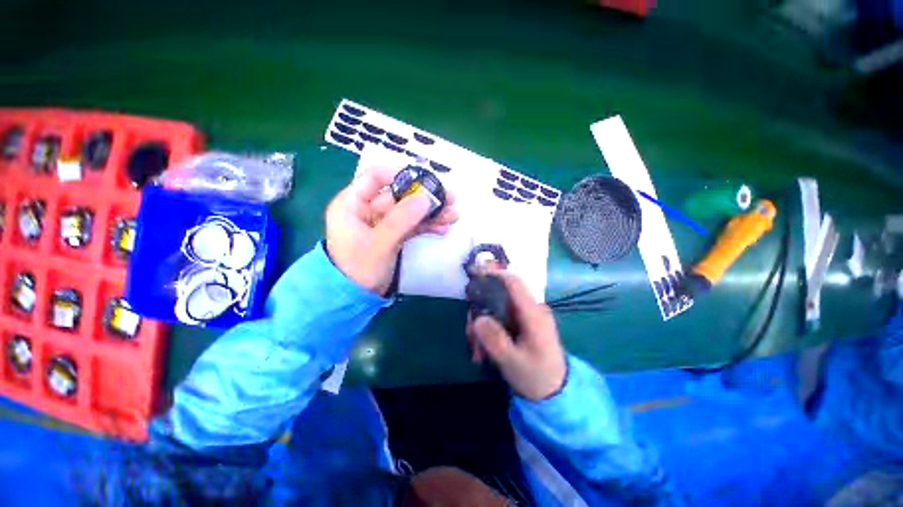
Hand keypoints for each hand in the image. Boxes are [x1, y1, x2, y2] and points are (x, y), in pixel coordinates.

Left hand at [326, 164, 457, 294]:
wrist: (354, 298)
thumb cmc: (358, 269)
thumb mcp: (379, 243)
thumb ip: (401, 220)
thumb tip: (426, 197)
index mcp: (353, 204)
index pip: (375, 177)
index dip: (400, 175)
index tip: (425, 181)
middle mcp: (367, 209)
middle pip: (399, 195)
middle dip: (425, 197)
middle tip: (449, 198)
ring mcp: (382, 224)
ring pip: (409, 211)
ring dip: (431, 213)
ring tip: (453, 214)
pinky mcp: (393, 236)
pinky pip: (412, 226)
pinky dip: (427, 226)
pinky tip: (444, 228)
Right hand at [467, 270, 566, 400]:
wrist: (555, 392)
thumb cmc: (536, 377)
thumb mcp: (513, 362)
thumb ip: (495, 340)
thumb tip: (477, 319)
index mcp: (534, 314)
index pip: (513, 283)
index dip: (493, 275)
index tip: (473, 277)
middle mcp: (531, 309)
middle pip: (500, 297)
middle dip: (480, 311)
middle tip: (470, 334)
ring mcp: (526, 316)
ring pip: (497, 308)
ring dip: (483, 325)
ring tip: (477, 350)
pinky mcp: (522, 323)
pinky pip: (501, 318)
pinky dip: (489, 330)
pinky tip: (483, 349)